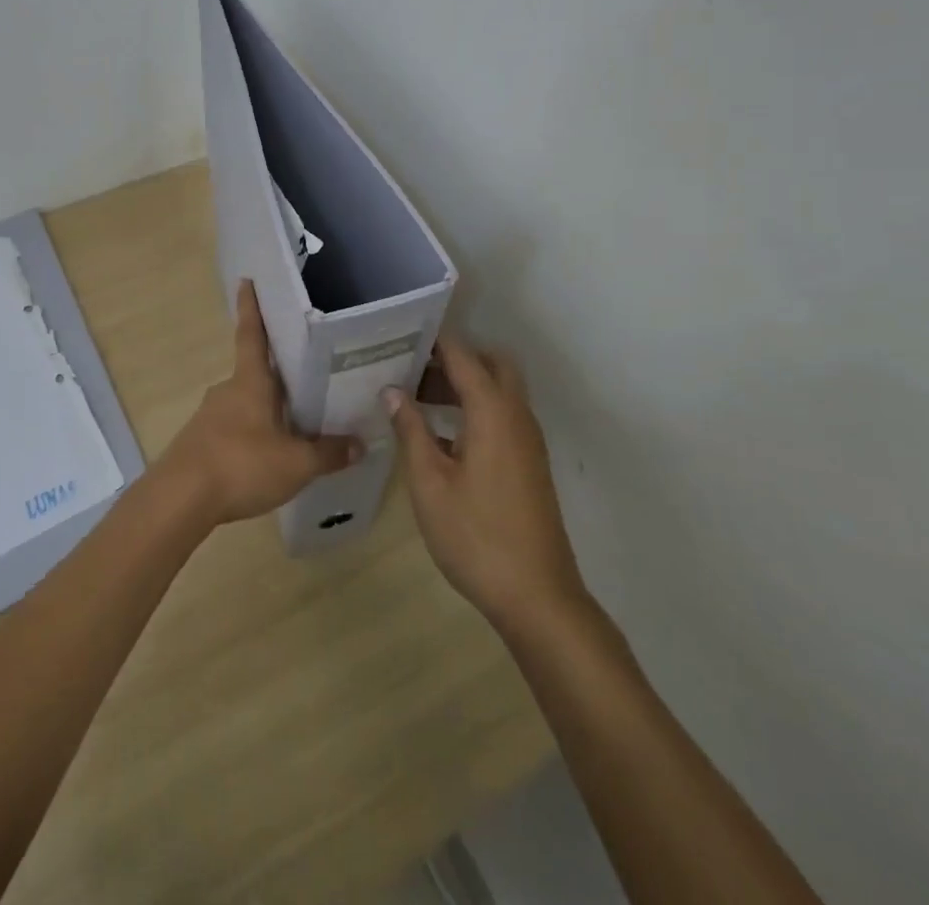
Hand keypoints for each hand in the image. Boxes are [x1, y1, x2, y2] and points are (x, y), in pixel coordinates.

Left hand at [159, 280, 361, 526]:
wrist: (180, 498)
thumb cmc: (241, 464)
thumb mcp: (296, 463)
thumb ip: (328, 453)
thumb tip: (360, 444)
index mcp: (250, 382)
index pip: (252, 334)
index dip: (251, 307)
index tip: (247, 281)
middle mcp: (227, 390)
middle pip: (254, 372)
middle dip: (275, 374)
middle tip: (303, 375)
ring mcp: (210, 416)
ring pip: (244, 403)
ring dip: (265, 409)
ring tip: (293, 425)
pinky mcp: (200, 443)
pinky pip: (233, 429)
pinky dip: (251, 435)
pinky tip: (265, 456)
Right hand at [388, 338, 586, 633]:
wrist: (537, 596)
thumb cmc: (476, 536)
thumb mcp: (430, 482)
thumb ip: (411, 430)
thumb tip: (392, 390)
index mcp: (493, 411)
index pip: (463, 354)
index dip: (433, 340)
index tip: (399, 332)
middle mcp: (516, 414)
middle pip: (489, 363)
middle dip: (452, 358)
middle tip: (411, 368)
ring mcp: (528, 439)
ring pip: (498, 389)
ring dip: (463, 383)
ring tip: (416, 397)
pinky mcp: (529, 461)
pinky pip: (502, 414)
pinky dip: (475, 407)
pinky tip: (441, 433)